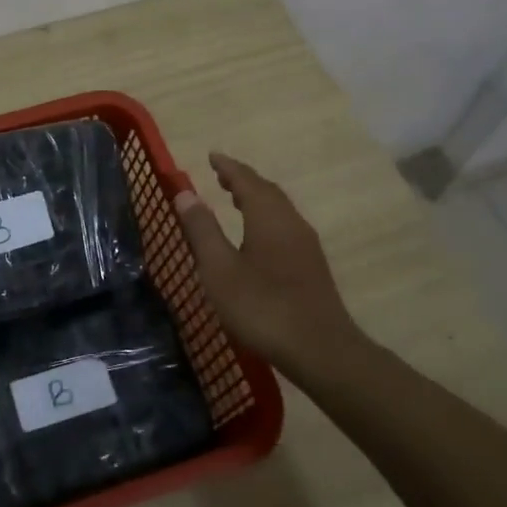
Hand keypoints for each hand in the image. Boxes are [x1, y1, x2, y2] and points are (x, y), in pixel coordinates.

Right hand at [174, 152, 368, 385]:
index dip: (228, 167)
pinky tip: (257, 237)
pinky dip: (266, 218)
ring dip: (256, 199)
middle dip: (243, 181)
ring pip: (279, 210)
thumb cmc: (263, 307)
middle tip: (221, 176)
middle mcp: (291, 223)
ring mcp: (306, 246)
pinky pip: (285, 226)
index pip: (247, 181)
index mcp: (268, 218)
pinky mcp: (312, 267)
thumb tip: (186, 193)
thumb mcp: (219, 269)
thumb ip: (202, 230)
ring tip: (235, 200)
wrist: (321, 350)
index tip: (212, 156)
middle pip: (267, 192)